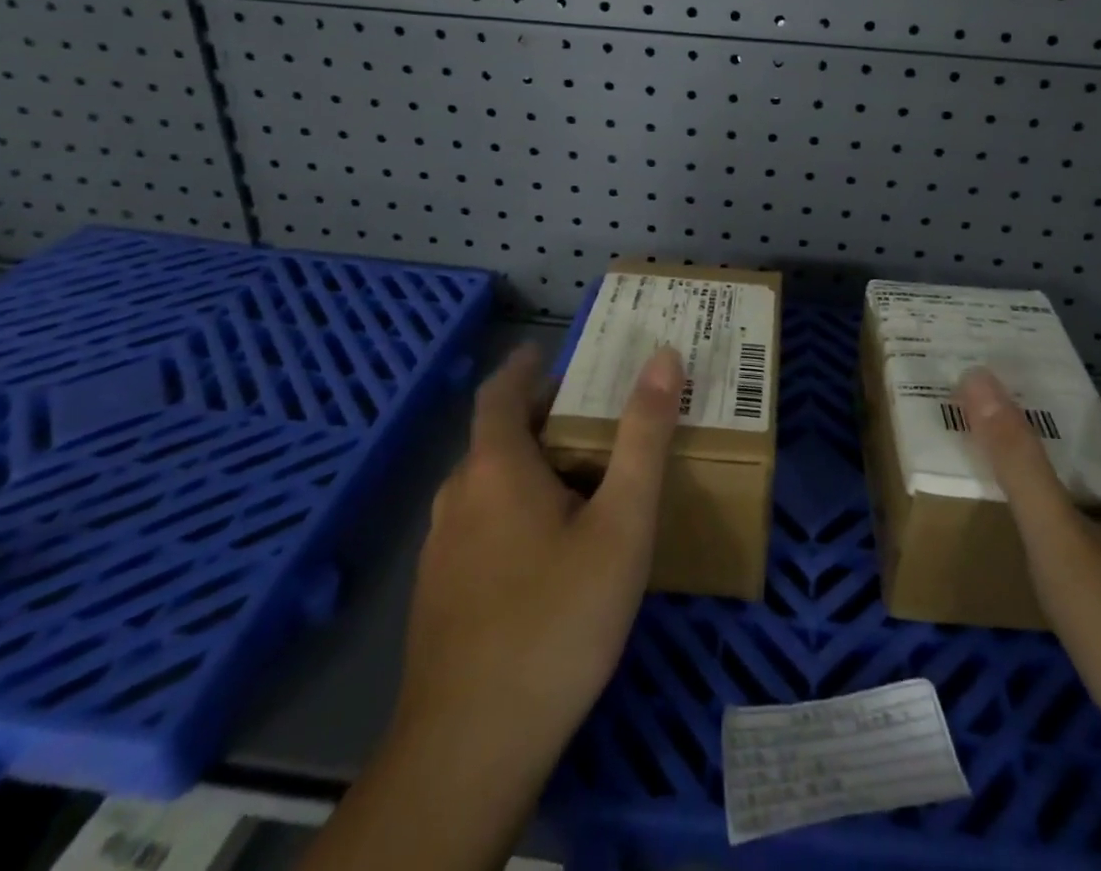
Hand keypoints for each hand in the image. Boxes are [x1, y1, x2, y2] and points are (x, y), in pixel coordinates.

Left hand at [303, 344, 681, 870]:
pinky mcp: (437, 596)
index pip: (500, 392)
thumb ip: (643, 438)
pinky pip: (477, 527)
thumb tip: (663, 359)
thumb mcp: (621, 524)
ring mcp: (440, 550)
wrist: (471, 748)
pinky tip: (545, 551)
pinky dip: (511, 509)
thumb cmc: (557, 619)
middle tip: (589, 418)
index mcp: (495, 468)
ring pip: (486, 487)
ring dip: (526, 467)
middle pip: (495, 439)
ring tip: (576, 479)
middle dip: (538, 419)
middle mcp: (457, 497)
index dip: (522, 367)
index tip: (544, 351)